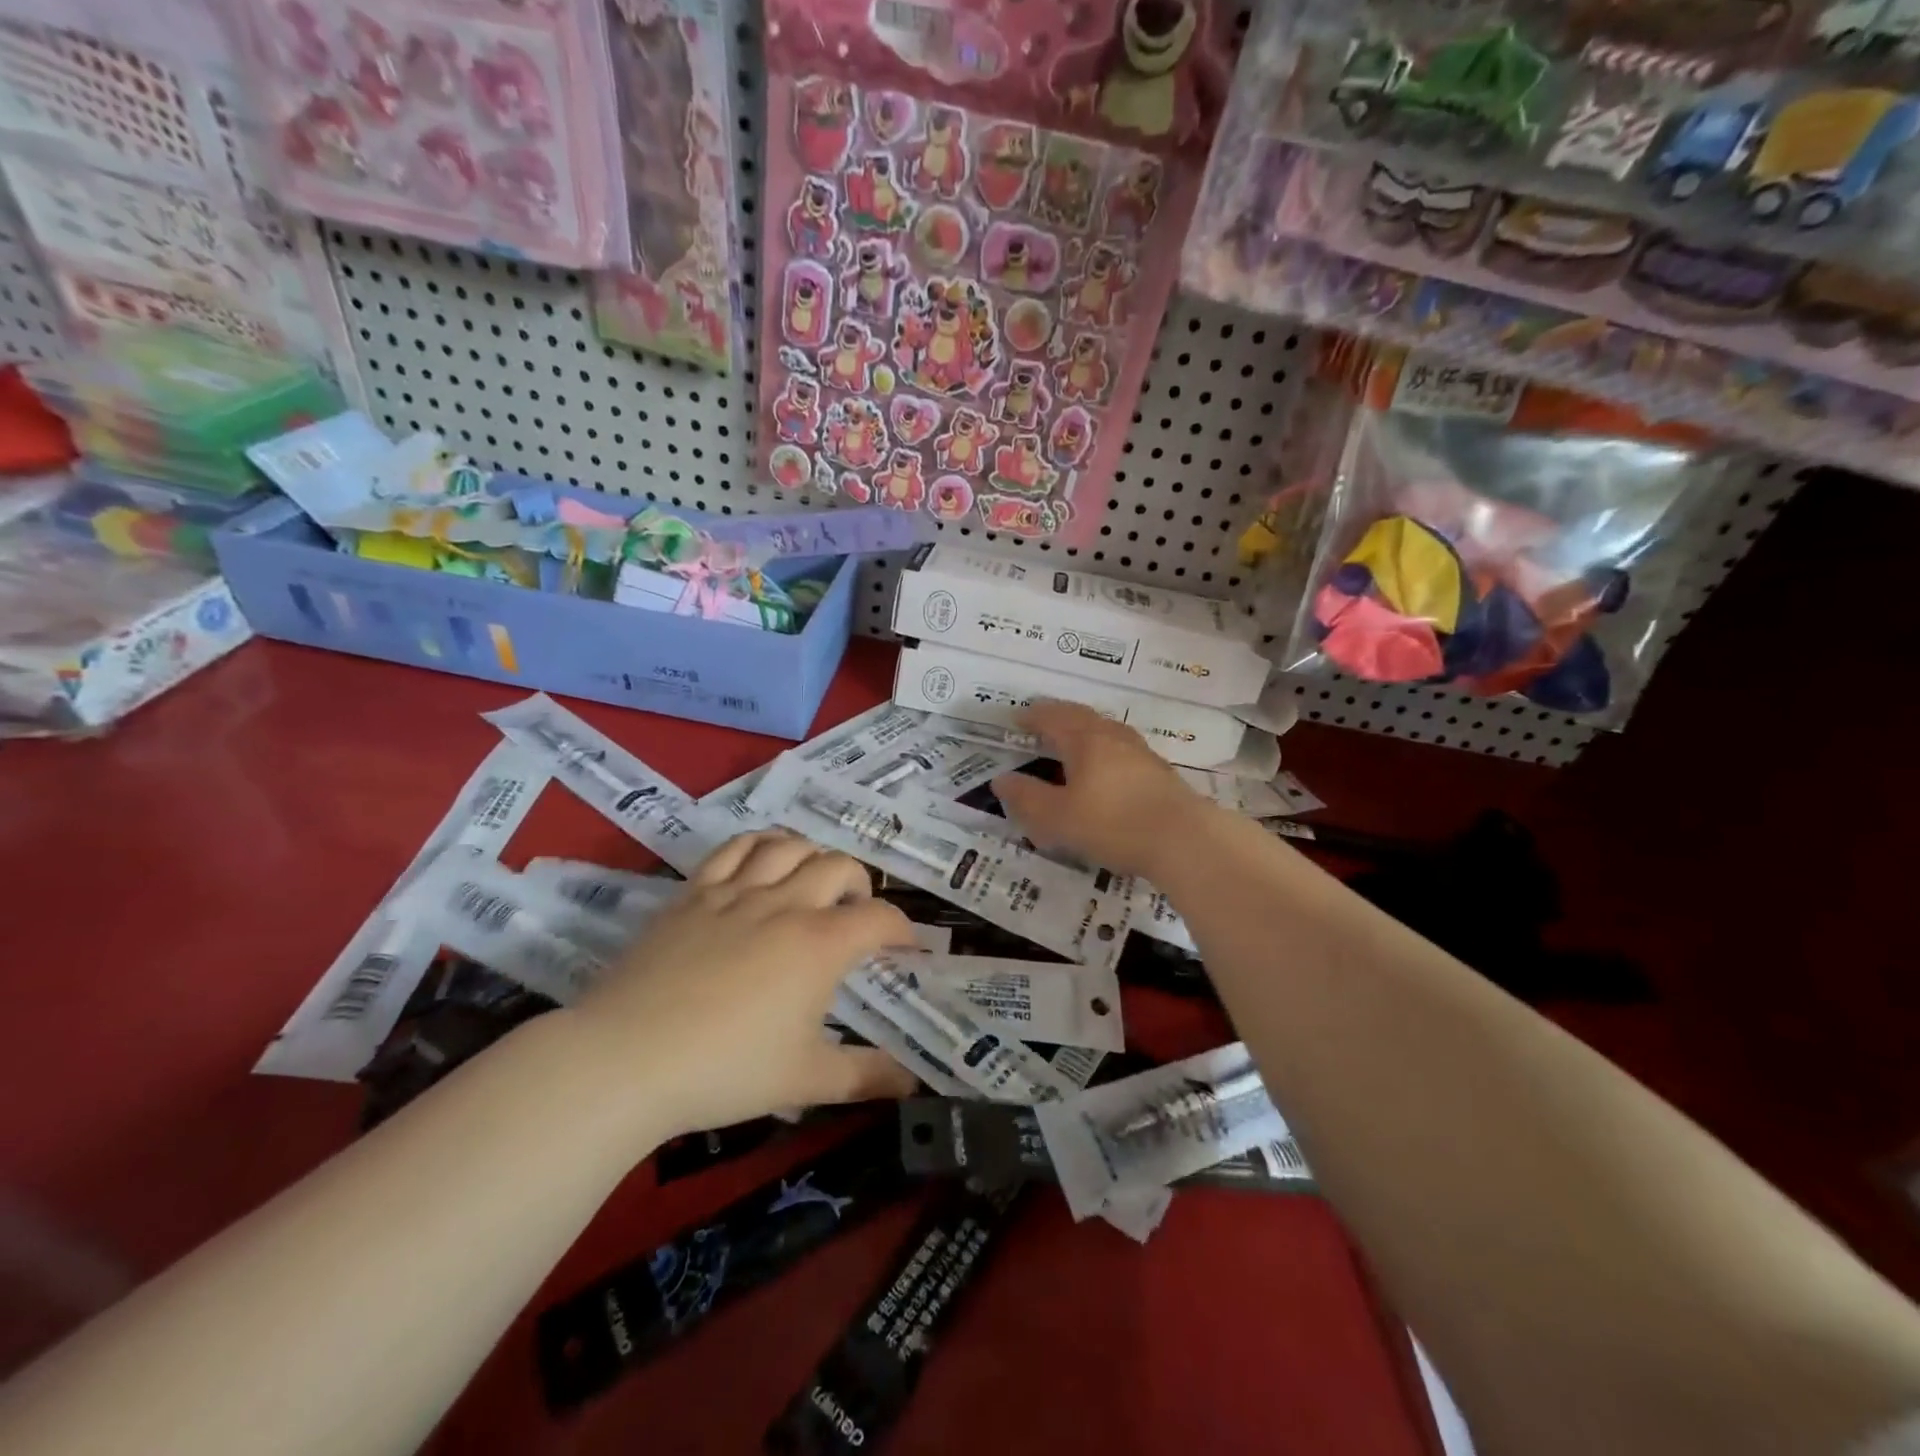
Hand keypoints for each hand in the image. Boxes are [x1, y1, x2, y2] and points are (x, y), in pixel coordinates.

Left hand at [568, 831, 918, 1139]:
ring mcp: (737, 892)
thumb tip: (912, 1083)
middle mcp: (786, 904)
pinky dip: (759, 845)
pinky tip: (762, 861)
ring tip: (813, 880)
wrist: (628, 1058)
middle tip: (856, 914)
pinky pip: (734, 848)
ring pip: (789, 845)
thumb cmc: (727, 1069)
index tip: (905, 948)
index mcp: (820, 944)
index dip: (901, 929)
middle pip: (839, 866)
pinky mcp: (694, 892)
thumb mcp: (806, 1080)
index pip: (879, 918)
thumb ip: (865, 1077)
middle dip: (860, 885)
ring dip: (813, 856)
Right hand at [990, 701, 1216, 878]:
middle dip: (1058, 717)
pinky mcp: (1158, 772)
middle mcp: (1112, 737)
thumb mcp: (1058, 817)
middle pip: (1081, 717)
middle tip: (1041, 722)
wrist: (1184, 840)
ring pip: (1105, 730)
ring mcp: (1140, 752)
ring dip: (1084, 730)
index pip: (1052, 718)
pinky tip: (1106, 768)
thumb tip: (1001, 780)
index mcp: (1084, 740)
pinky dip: (1104, 750)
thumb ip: (1027, 798)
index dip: (1032, 716)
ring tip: (1072, 741)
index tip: (1016, 718)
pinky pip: (1121, 749)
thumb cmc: (1112, 824)